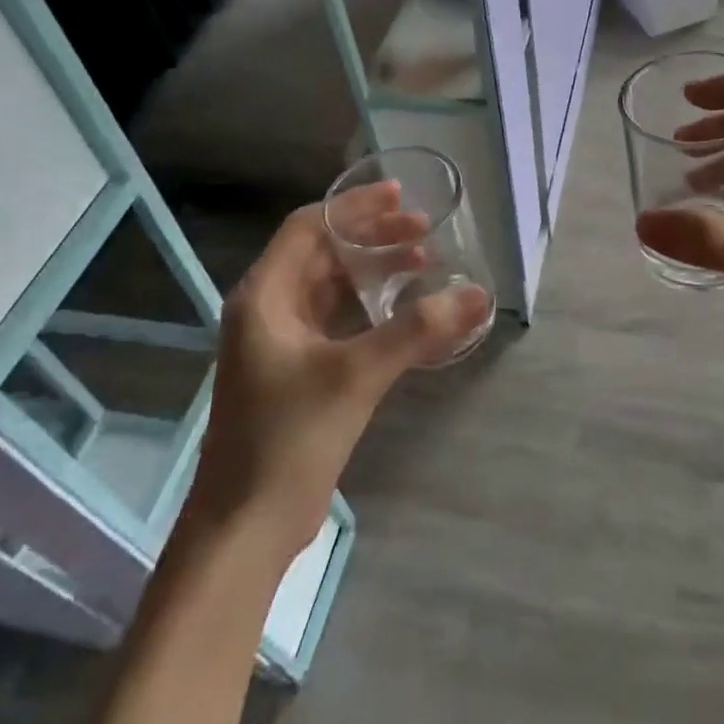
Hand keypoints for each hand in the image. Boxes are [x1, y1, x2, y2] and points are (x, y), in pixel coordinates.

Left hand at [189, 185, 490, 554]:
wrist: (247, 527)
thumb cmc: (290, 438)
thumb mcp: (357, 375)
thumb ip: (418, 330)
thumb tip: (477, 293)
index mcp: (264, 296)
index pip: (309, 227)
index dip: (355, 207)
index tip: (401, 196)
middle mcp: (267, 310)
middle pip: (322, 253)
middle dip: (372, 237)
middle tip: (424, 230)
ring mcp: (280, 343)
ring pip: (331, 287)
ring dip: (374, 271)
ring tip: (423, 262)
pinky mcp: (296, 372)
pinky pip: (337, 321)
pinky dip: (370, 308)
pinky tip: (406, 313)